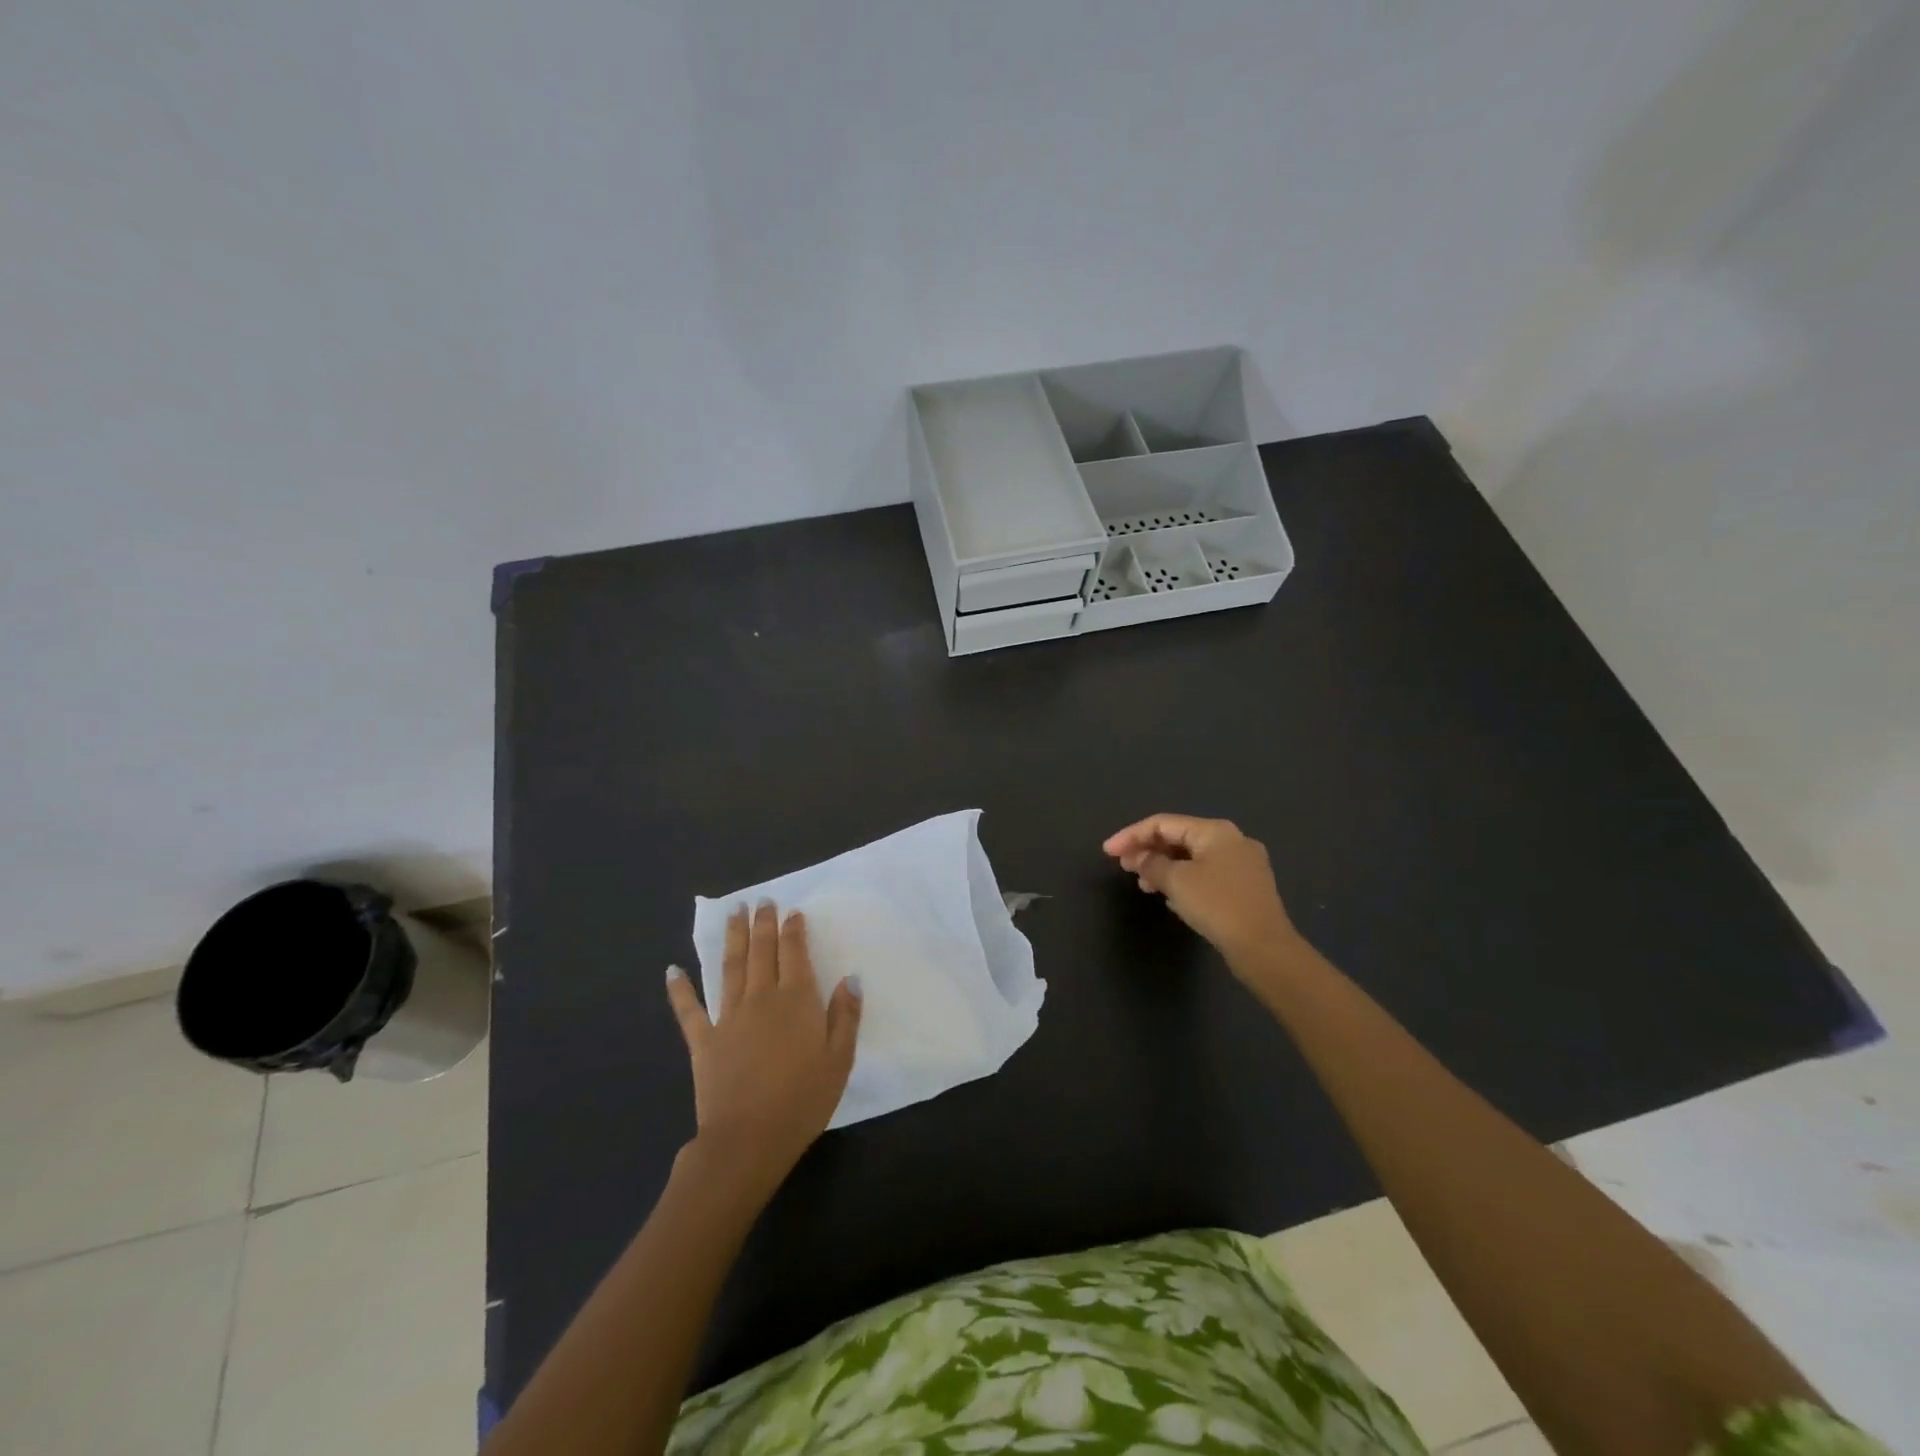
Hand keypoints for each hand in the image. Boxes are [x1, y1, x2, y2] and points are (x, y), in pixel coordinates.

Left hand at [665, 904, 861, 1196]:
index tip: (792, 912)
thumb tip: (850, 978)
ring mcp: (728, 1017)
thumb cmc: (802, 1100)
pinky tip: (672, 970)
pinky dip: (679, 989)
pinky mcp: (704, 1041)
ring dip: (732, 938)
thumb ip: (846, 1016)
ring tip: (733, 913)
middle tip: (761, 901)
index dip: (793, 930)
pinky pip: (689, 1010)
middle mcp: (761, 998)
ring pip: (730, 967)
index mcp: (796, 1000)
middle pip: (761, 951)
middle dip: (762, 924)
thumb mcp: (839, 1060)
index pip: (794, 953)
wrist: (748, 1140)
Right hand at [1103, 814, 1299, 966]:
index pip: (1163, 824)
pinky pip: (1206, 874)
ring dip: (1164, 867)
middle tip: (1124, 867)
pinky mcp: (1246, 888)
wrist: (1265, 948)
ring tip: (1143, 885)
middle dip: (1148, 851)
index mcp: (1215, 831)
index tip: (1107, 852)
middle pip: (1179, 837)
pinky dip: (1184, 880)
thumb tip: (1137, 857)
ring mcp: (1243, 864)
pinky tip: (1170, 897)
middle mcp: (1232, 840)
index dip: (1131, 835)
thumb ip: (1151, 864)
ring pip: (1193, 857)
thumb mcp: (1177, 882)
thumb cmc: (1217, 906)